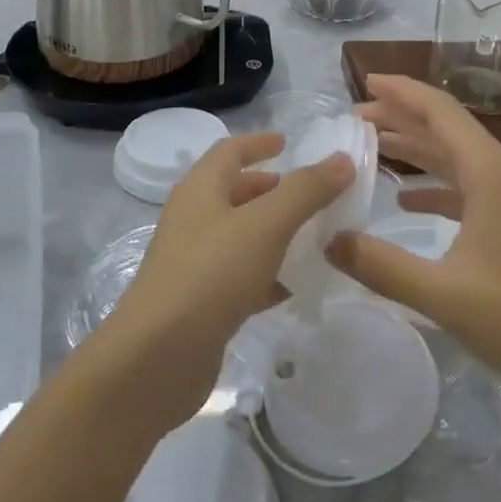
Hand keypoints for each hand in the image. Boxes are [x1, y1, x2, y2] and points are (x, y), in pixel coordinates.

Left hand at [103, 133, 351, 432]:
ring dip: (275, 233)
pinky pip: (241, 277)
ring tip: (315, 237)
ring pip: (241, 237)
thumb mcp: (267, 224)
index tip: (287, 142)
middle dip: (272, 190)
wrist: (158, 359)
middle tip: (311, 195)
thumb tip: (342, 159)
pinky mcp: (201, 304)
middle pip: (236, 193)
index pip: (230, 151)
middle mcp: (194, 219)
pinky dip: (269, 274)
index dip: (258, 143)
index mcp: (201, 189)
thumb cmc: (212, 273)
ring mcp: (194, 263)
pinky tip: (296, 285)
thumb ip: (306, 190)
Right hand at [326, 75, 500, 391]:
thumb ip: (383, 267)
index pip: (439, 110)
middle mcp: (500, 171)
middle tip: (355, 118)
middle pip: (444, 128)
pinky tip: (409, 202)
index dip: (401, 91)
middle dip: (400, 117)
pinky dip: (435, 184)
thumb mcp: (445, 294)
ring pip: (456, 156)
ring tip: (374, 146)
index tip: (365, 81)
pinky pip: (467, 186)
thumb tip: (330, 241)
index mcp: (487, 171)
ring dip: (416, 148)